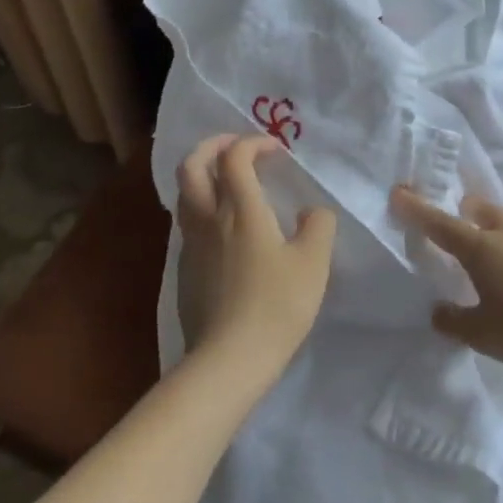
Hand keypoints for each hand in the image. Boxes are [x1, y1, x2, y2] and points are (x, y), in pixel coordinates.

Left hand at [177, 135, 336, 378]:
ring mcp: (191, 245)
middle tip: (235, 147)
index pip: (234, 156)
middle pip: (192, 165)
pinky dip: (203, 208)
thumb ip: (318, 226)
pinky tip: (225, 229)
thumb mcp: (313, 263)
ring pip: (184, 194)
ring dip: (203, 176)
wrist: (228, 359)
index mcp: (240, 209)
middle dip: (212, 146)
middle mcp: (208, 218)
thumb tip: (311, 213)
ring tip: (229, 183)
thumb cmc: (276, 306)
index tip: (275, 151)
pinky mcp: (183, 270)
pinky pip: (188, 223)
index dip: (253, 143)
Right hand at [391, 187, 502, 369]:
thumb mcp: (482, 334)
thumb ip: (455, 322)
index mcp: (481, 251)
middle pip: (483, 212)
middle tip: (461, 214)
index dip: (417, 209)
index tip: (400, 191)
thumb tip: (439, 312)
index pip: (440, 225)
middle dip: (467, 210)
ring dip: (502, 242)